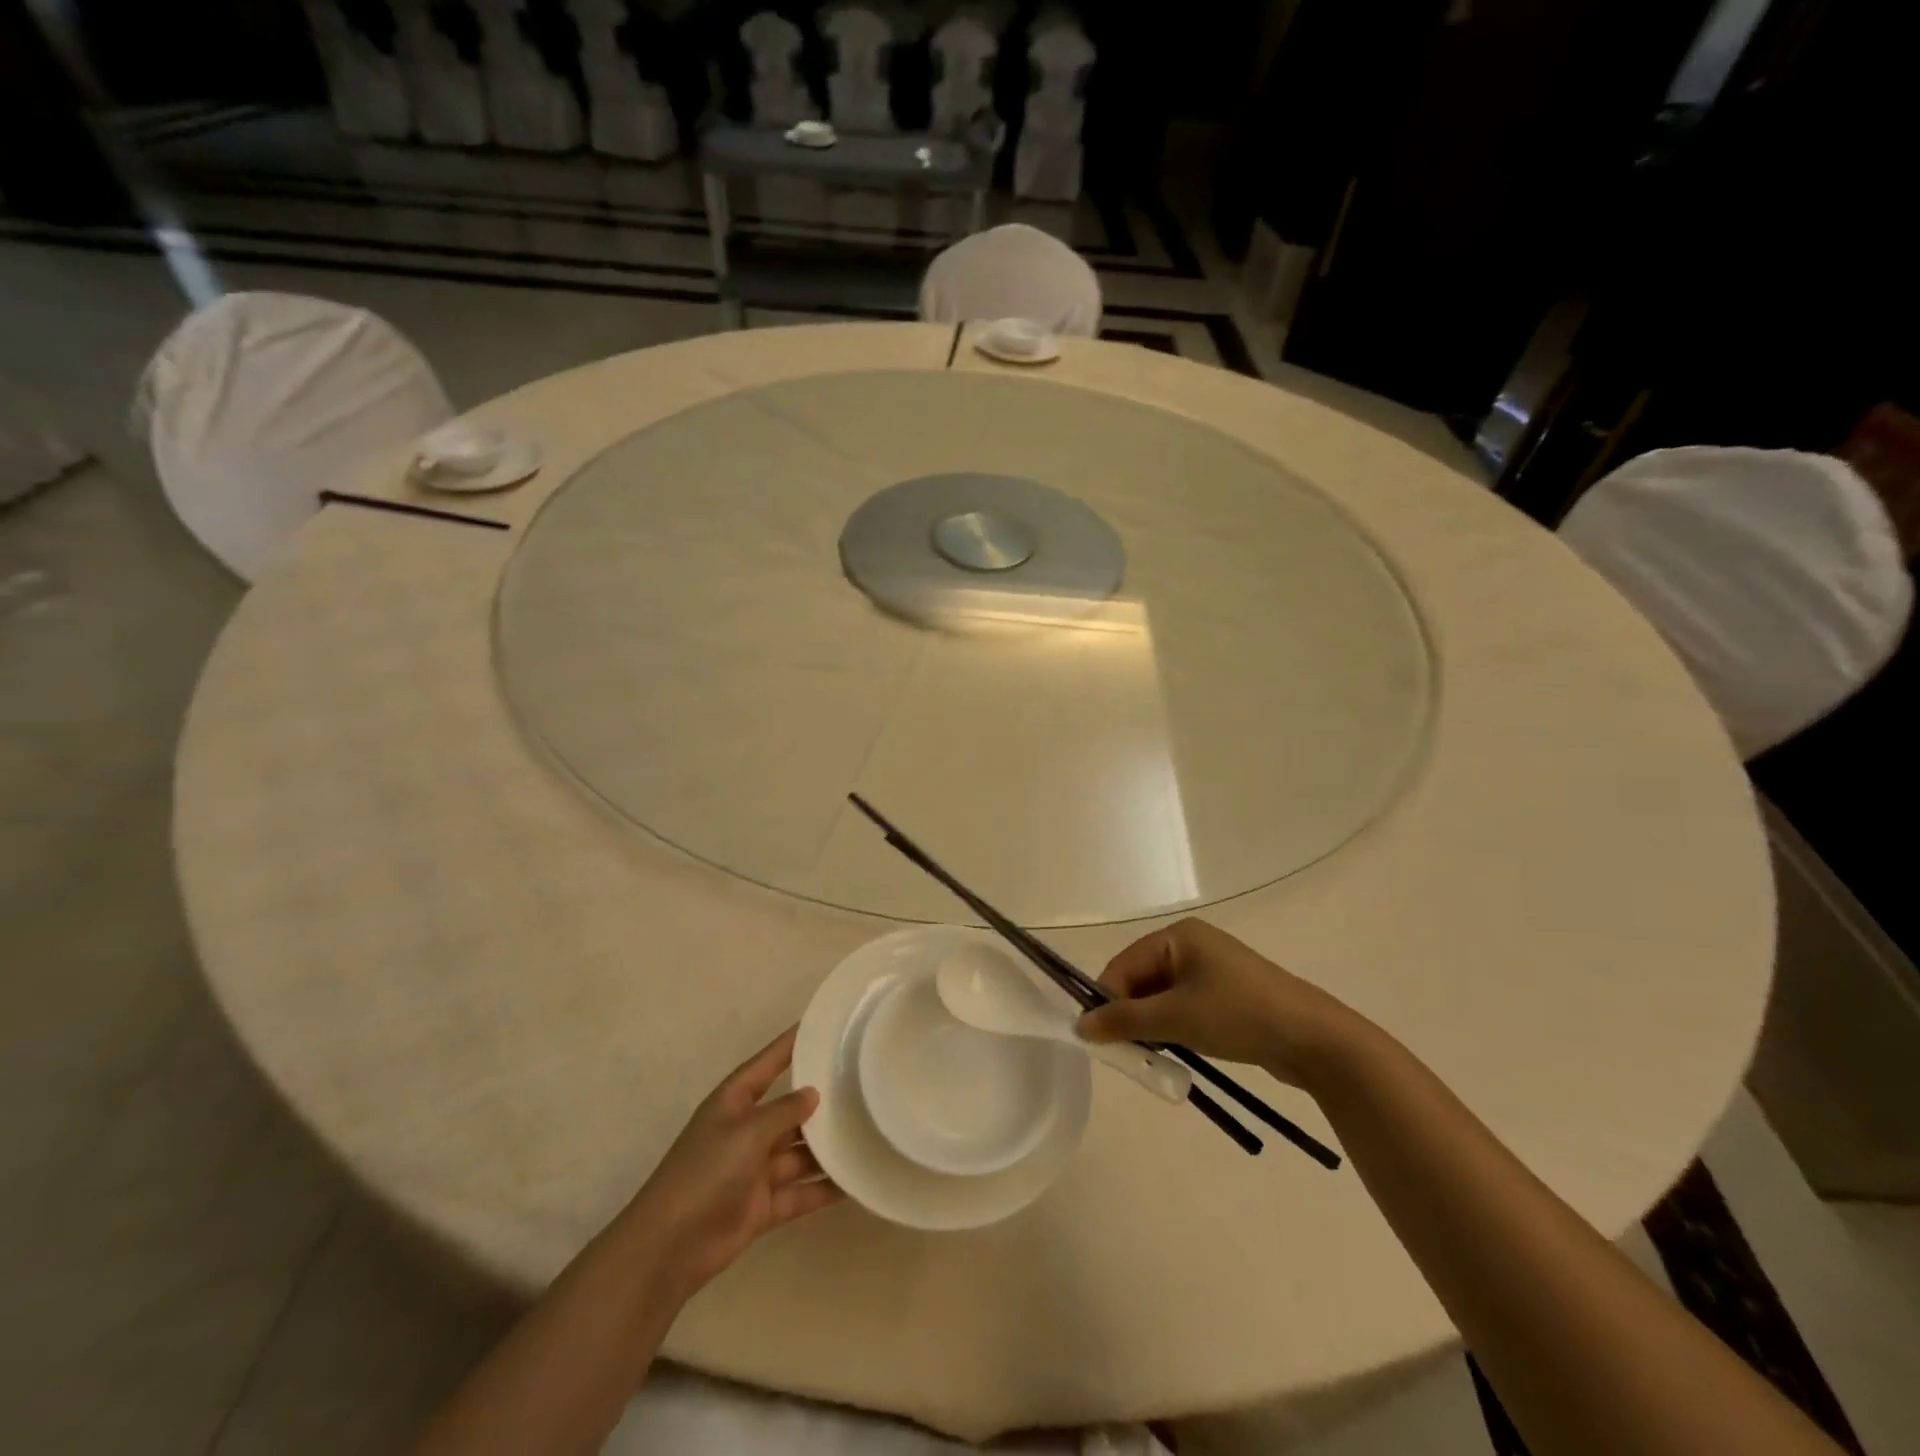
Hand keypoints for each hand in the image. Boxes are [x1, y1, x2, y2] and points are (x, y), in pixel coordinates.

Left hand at [622, 1028, 841, 1297]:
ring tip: (870, 1131)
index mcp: (734, 1102)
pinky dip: (825, 1189)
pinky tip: (857, 1182)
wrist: (670, 1248)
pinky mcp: (764, 1205)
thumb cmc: (705, 1174)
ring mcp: (756, 1169)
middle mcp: (747, 1130)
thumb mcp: (747, 1132)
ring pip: (800, 1152)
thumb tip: (813, 1094)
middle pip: (790, 1109)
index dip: (791, 1045)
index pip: (768, 1063)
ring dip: (828, 1147)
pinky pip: (801, 1191)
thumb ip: (784, 1111)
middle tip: (864, 1084)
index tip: (823, 1026)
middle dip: (821, 1101)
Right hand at [1075, 919, 1368, 1085]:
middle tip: (1126, 1054)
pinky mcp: (1227, 995)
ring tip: (1151, 1056)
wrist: (1314, 1039)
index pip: (1123, 966)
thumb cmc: (1237, 1015)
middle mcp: (1191, 945)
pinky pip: (1184, 1007)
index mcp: (1177, 936)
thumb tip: (1080, 1027)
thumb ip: (1124, 1021)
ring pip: (1162, 998)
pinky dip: (1174, 1028)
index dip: (1106, 1001)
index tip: (1099, 1040)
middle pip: (1141, 980)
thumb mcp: (1175, 1018)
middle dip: (1130, 1015)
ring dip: (1152, 1026)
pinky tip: (1176, 1052)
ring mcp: (1212, 970)